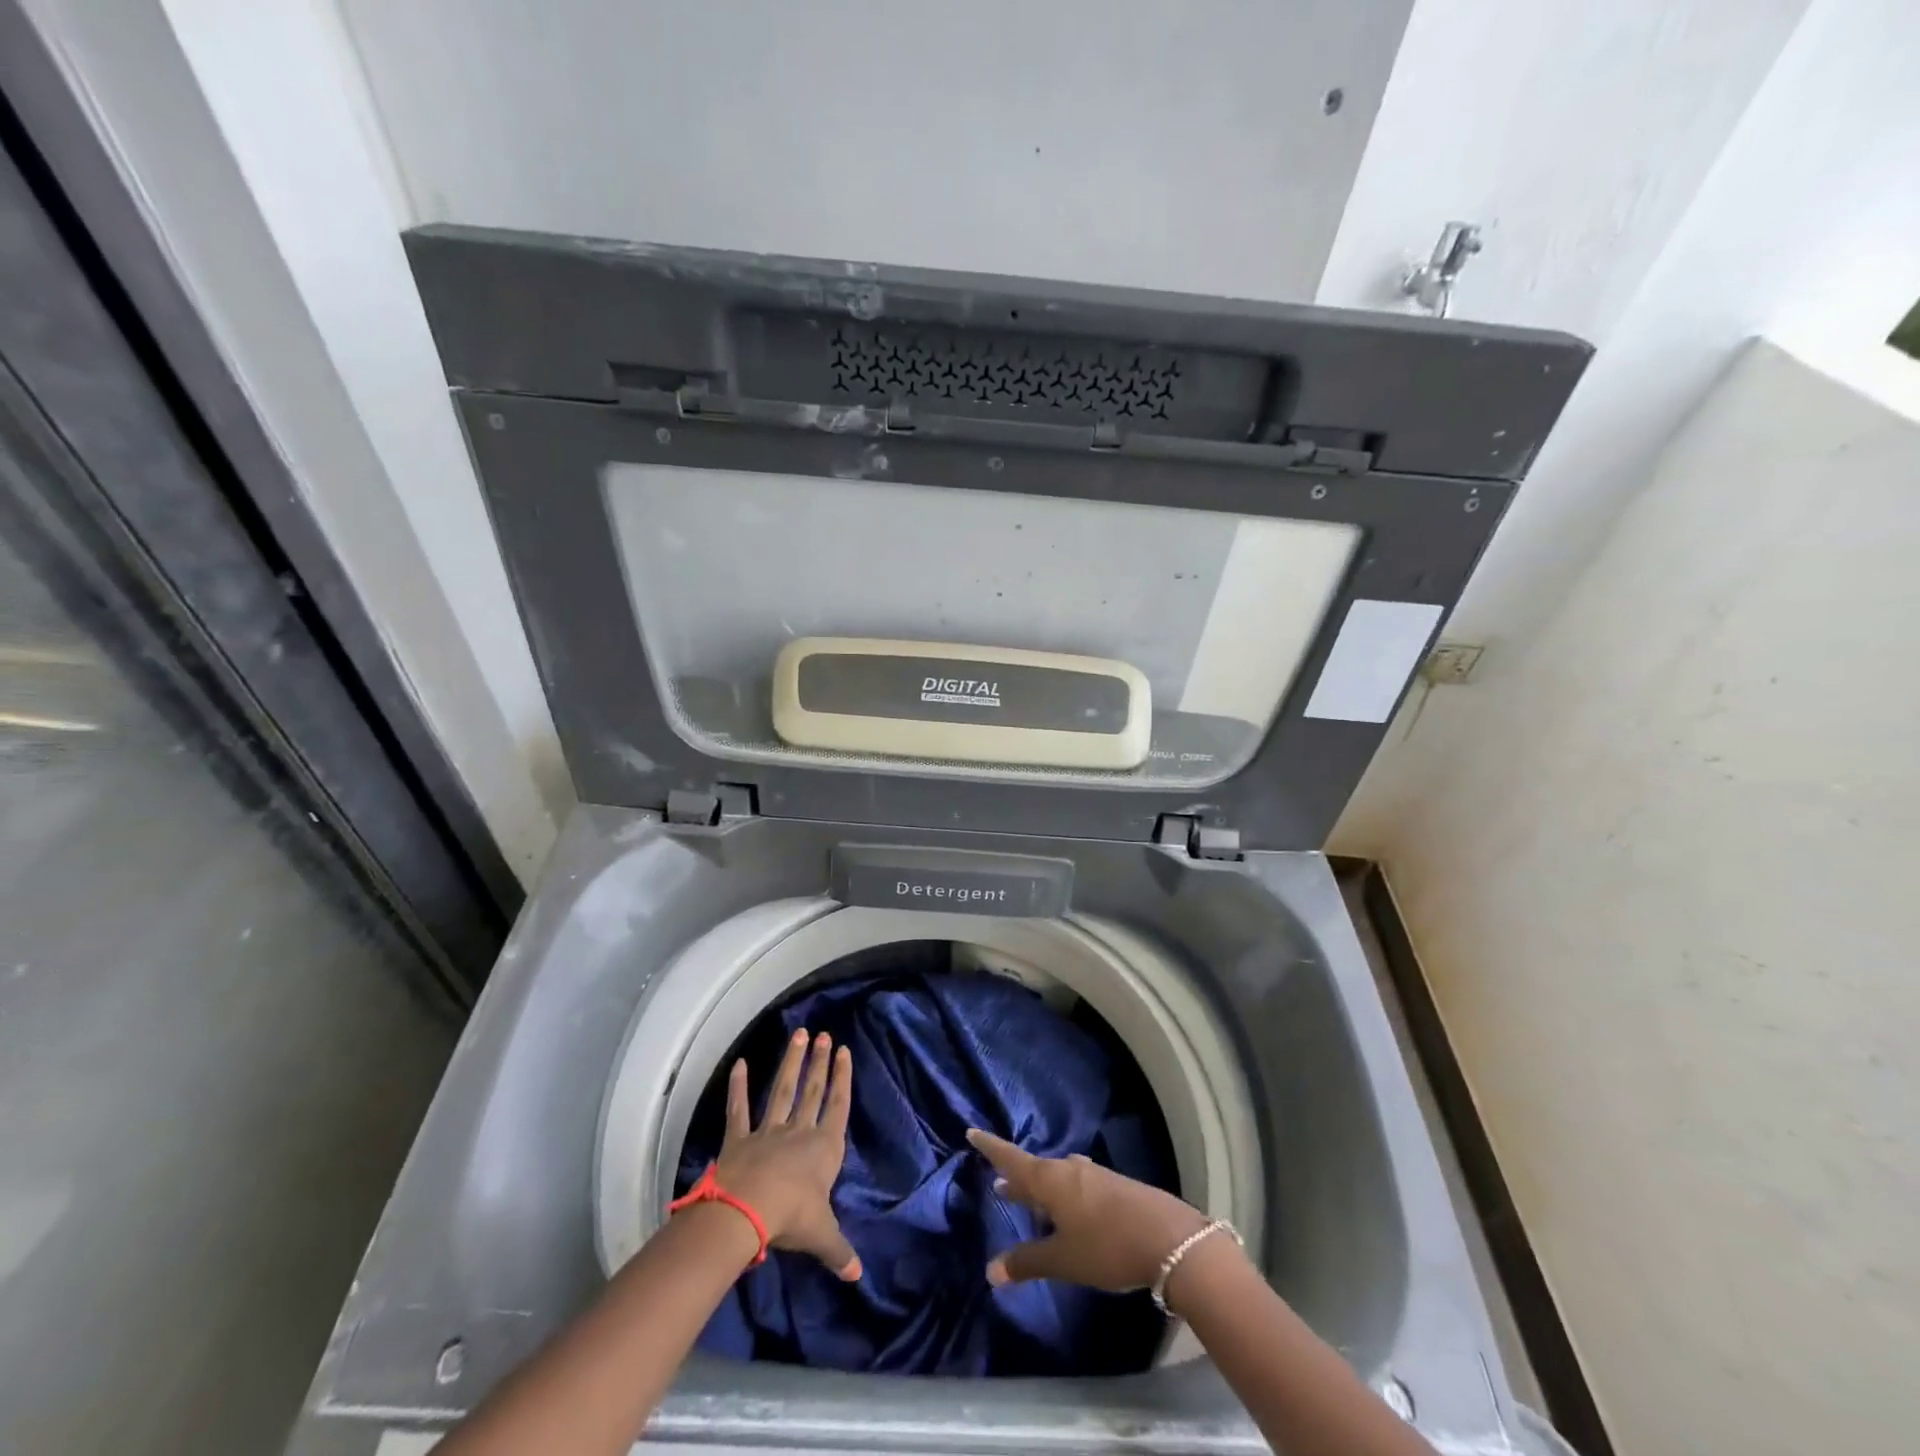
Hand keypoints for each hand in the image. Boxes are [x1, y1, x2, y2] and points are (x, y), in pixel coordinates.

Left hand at [710, 1029, 860, 1280]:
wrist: (748, 1210)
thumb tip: (857, 1276)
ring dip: (791, 1062)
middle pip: (812, 1090)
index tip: (843, 1051)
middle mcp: (799, 1131)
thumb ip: (839, 1251)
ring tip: (798, 1034)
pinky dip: (739, 1087)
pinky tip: (740, 1063)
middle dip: (819, 1062)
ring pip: (782, 1090)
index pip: (838, 1106)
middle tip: (824, 1034)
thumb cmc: (792, 1217)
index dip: (842, 1078)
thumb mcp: (822, 1236)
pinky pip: (739, 1109)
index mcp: (824, 1148)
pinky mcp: (740, 1138)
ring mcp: (768, 1130)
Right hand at [967, 1127, 1212, 1291]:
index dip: (991, 1147)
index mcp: (1049, 1180)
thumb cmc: (1106, 1246)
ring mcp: (1094, 1176)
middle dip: (1016, 1177)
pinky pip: (1077, 1184)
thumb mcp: (1062, 1260)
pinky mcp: (1114, 1187)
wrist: (1168, 1239)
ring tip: (1031, 1199)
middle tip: (999, 1184)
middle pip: (1035, 1169)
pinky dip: (1063, 1194)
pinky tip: (1069, 1211)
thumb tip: (990, 1270)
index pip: (1011, 1158)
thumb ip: (1027, 1262)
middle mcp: (1069, 1170)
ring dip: (1041, 1187)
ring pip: (1058, 1177)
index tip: (972, 1131)